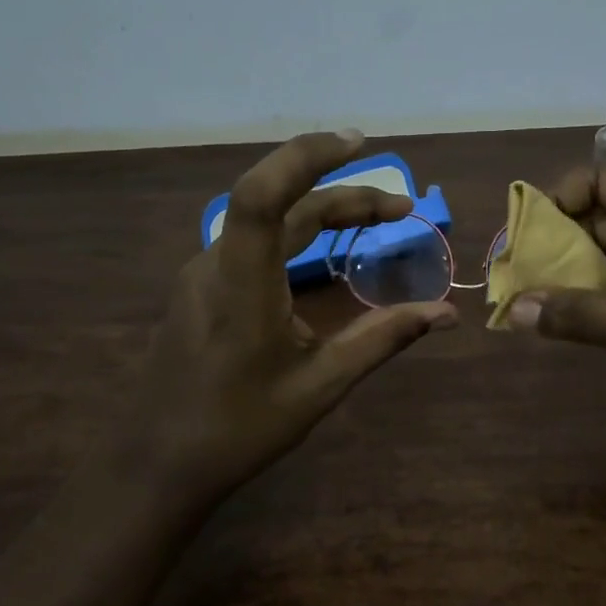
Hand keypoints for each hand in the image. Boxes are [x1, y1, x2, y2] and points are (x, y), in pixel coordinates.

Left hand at [127, 130, 456, 510]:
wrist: (158, 463)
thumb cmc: (239, 429)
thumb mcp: (320, 386)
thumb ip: (382, 340)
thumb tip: (446, 314)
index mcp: (242, 285)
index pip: (264, 195)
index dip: (307, 157)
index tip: (358, 143)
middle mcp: (216, 265)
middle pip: (280, 204)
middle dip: (344, 196)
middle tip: (401, 210)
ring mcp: (203, 275)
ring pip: (266, 222)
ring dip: (321, 213)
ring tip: (374, 224)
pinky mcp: (202, 289)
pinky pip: (253, 244)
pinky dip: (296, 235)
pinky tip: (324, 257)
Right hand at [507, 164, 605, 435]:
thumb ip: (579, 316)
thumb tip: (513, 310)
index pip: (601, 181)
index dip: (559, 198)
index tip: (526, 235)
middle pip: (601, 220)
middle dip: (557, 244)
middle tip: (516, 276)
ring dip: (573, 276)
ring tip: (530, 300)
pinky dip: (596, 301)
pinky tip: (566, 321)